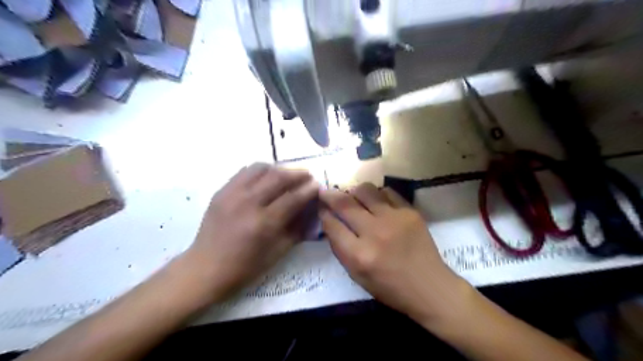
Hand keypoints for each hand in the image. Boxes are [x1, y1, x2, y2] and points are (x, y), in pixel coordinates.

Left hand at [184, 164, 318, 300]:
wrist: (205, 269)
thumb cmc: (244, 267)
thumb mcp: (277, 252)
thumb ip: (297, 229)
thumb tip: (310, 210)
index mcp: (263, 223)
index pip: (292, 198)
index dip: (308, 190)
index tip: (317, 185)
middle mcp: (247, 203)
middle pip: (278, 177)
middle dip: (297, 174)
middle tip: (307, 175)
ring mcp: (231, 194)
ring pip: (260, 169)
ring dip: (278, 169)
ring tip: (286, 175)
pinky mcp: (221, 191)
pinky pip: (244, 172)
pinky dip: (260, 171)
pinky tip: (265, 178)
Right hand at [319, 184, 470, 326]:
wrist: (430, 287)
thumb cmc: (390, 288)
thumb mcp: (357, 276)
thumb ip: (341, 249)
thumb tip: (331, 222)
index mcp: (359, 255)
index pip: (332, 225)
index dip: (323, 213)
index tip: (321, 208)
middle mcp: (374, 232)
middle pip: (344, 203)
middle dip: (330, 195)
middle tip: (326, 192)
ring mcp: (394, 219)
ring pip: (364, 190)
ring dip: (353, 191)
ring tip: (353, 197)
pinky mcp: (409, 211)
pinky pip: (386, 192)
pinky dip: (376, 194)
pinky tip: (376, 202)